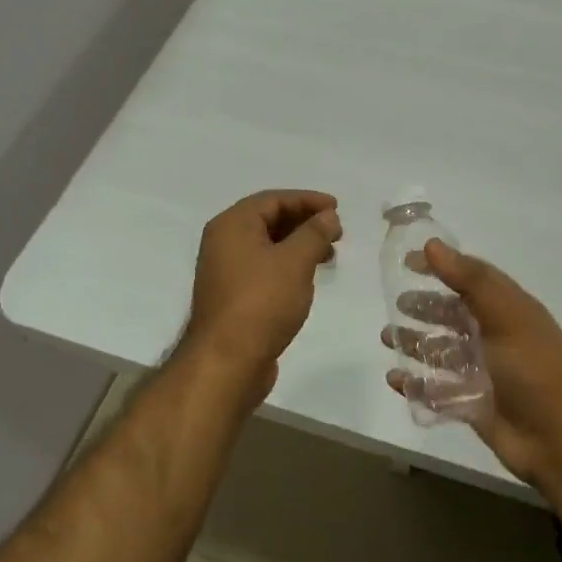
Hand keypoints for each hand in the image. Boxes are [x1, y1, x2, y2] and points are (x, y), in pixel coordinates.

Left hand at [183, 190, 342, 399]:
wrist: (227, 361)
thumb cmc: (261, 303)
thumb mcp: (294, 262)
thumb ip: (314, 233)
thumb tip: (327, 215)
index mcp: (232, 225)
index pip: (273, 199)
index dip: (307, 200)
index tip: (337, 208)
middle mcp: (223, 242)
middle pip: (268, 220)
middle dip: (304, 222)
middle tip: (336, 232)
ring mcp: (226, 271)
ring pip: (267, 246)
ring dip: (298, 245)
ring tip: (328, 256)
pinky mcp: (233, 296)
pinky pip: (263, 268)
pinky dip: (287, 265)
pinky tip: (306, 278)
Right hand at [383, 240, 561, 490]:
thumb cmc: (536, 368)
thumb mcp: (506, 315)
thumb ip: (469, 280)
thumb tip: (431, 245)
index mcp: (506, 311)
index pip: (469, 280)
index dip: (441, 268)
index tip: (408, 262)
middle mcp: (493, 338)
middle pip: (452, 317)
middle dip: (424, 309)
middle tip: (396, 304)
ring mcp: (482, 373)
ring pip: (440, 353)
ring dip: (414, 344)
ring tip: (388, 338)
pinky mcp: (471, 406)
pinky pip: (436, 391)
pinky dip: (415, 384)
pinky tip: (395, 379)